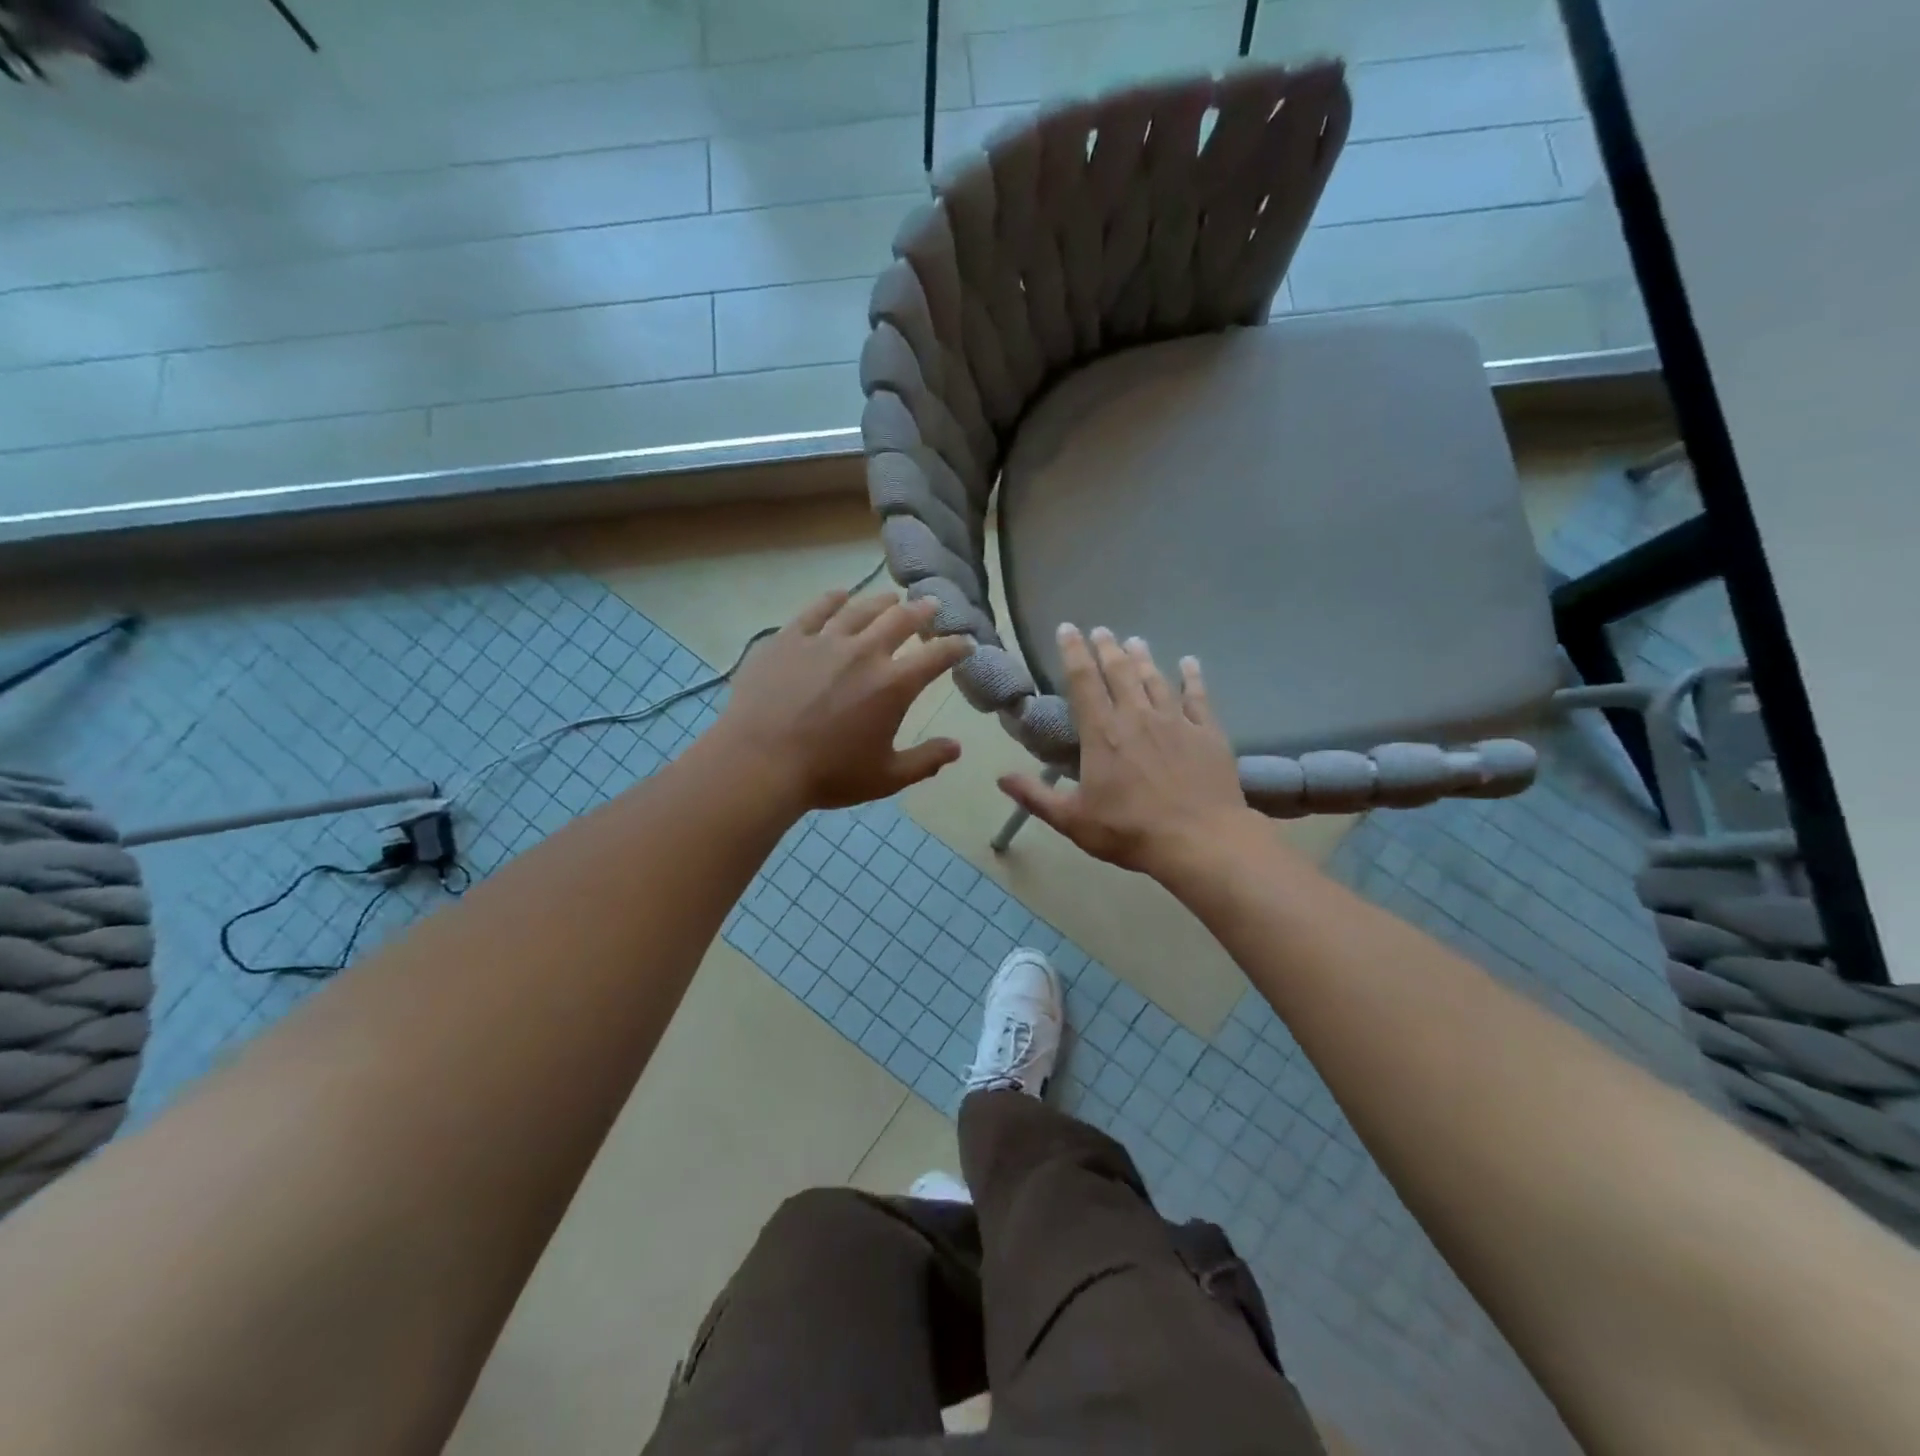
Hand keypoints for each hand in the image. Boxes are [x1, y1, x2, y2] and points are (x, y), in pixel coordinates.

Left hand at [716, 589, 970, 812]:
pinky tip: (840, 595)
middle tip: (930, 605)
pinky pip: (816, 610)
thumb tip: (957, 748)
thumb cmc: (828, 774)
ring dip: (882, 601)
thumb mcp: (886, 777)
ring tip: (891, 597)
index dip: (955, 647)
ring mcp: (825, 640)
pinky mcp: (790, 638)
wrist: (760, 762)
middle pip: (901, 619)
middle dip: (921, 611)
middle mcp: (865, 652)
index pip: (936, 656)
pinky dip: (833, 599)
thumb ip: (925, 761)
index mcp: (893, 685)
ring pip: (861, 609)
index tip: (965, 642)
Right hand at [998, 625, 1254, 881]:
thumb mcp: (1073, 820)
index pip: (1083, 681)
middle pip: (1119, 671)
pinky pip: (1198, 696)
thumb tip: (1000, 777)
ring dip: (1143, 658)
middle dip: (1107, 647)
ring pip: (1155, 679)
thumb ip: (1036, 797)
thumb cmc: (1130, 830)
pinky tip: (1190, 663)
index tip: (1068, 629)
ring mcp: (1175, 721)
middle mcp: (1137, 716)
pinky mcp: (1207, 732)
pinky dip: (1192, 677)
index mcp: (1102, 733)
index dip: (1073, 652)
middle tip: (1101, 630)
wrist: (1200, 840)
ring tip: (1135, 641)